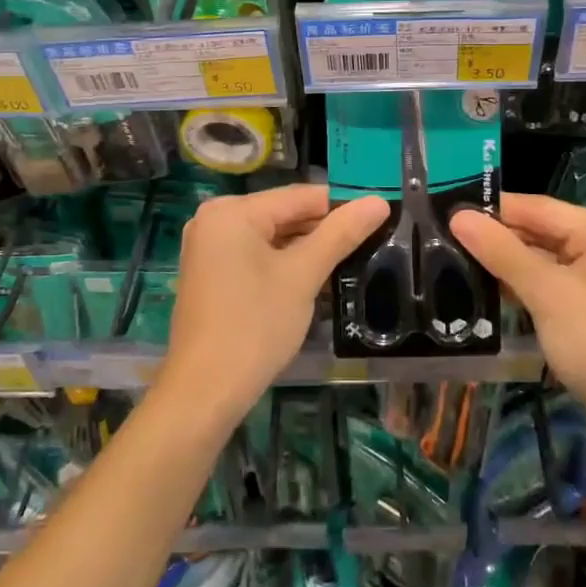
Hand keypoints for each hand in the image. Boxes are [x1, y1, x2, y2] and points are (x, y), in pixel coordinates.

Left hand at [160, 185, 388, 424]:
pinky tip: (314, 280)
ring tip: (350, 261)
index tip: (380, 218)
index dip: (342, 205)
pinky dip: (283, 264)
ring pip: (271, 237)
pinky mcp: (210, 274)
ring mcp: (208, 247)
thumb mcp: (303, 275)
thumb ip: (340, 234)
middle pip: (284, 214)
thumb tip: (379, 201)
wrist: (205, 391)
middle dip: (324, 230)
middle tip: (371, 243)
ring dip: (306, 249)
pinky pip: (255, 255)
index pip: (300, 196)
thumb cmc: (255, 325)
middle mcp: (214, 219)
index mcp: (232, 211)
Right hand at [450, 195, 585, 447]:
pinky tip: (491, 286)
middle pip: (541, 229)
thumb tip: (458, 215)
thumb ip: (501, 252)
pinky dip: (526, 281)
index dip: (491, 210)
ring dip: (508, 261)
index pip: (537, 207)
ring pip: (545, 255)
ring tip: (457, 260)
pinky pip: (554, 277)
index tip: (445, 212)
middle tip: (445, 239)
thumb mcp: (546, 294)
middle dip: (498, 238)